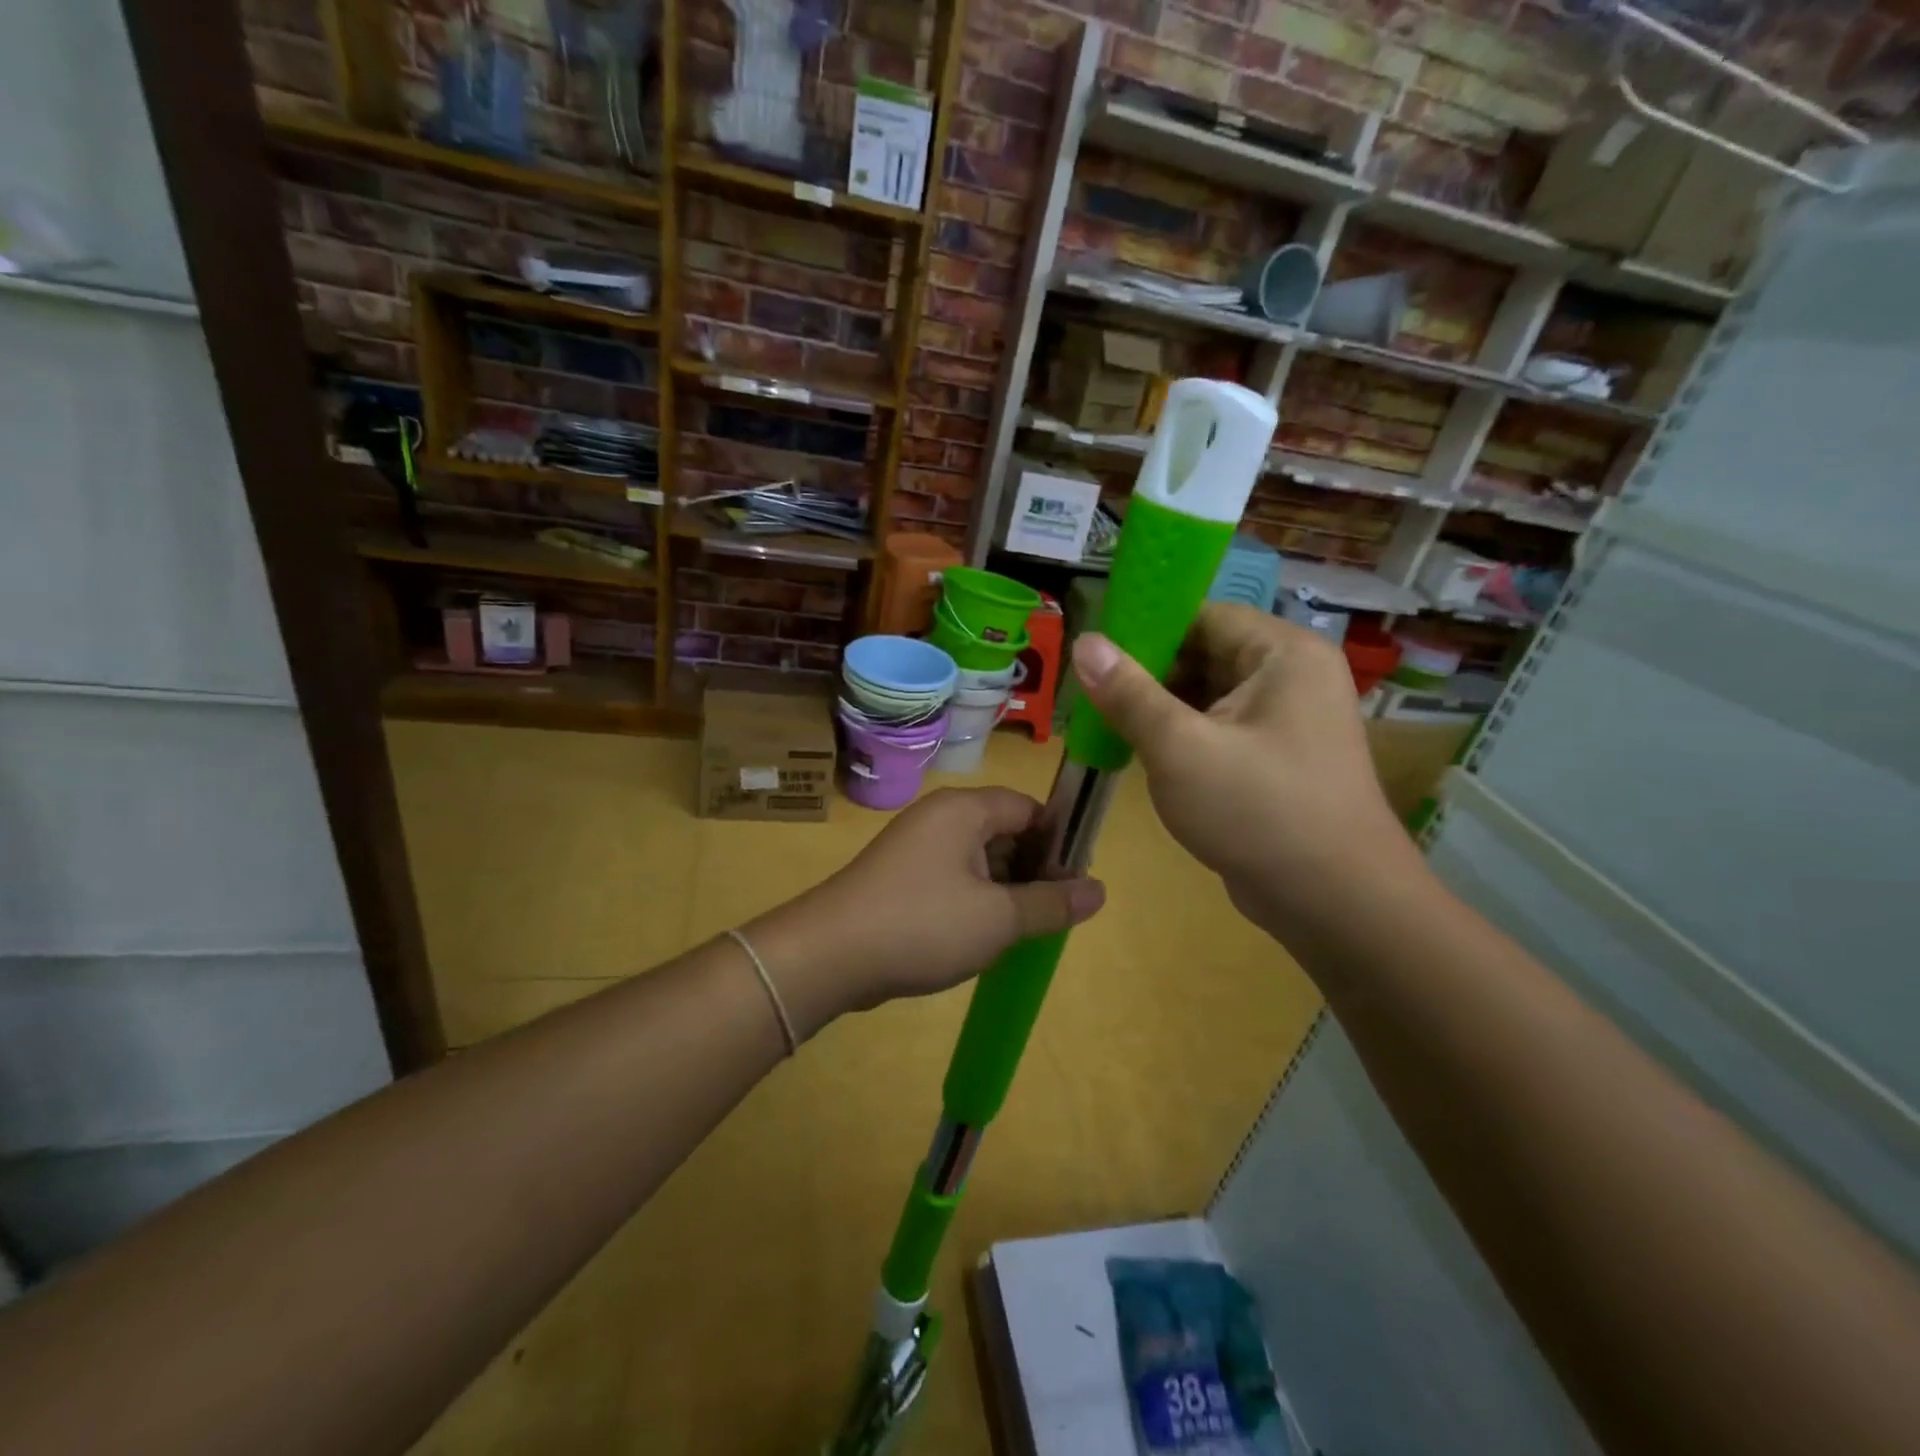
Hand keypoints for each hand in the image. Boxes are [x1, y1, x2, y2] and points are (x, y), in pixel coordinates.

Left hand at [745, 788, 1104, 1035]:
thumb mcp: (998, 919)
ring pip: (976, 858)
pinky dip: (973, 899)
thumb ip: (1051, 903)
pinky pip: (950, 877)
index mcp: (964, 810)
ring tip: (1022, 929)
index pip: (1028, 808)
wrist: (829, 955)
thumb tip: (1099, 891)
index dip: (1057, 842)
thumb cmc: (923, 925)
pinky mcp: (899, 876)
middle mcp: (939, 818)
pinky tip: (982, 936)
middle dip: (1031, 868)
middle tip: (1052, 912)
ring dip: (1003, 889)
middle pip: (1003, 830)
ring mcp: (914, 846)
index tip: (1074, 883)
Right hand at [1071, 604, 1421, 939]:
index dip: (1147, 630)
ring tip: (1105, 724)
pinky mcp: (1277, 758)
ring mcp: (1288, 720)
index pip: (1203, 616)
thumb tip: (1084, 642)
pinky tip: (1141, 753)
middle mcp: (1292, 676)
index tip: (1094, 655)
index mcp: (1283, 654)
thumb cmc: (1258, 812)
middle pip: (1204, 654)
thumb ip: (1129, 693)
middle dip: (1148, 675)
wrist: (1334, 903)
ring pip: (1208, 696)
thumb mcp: (1180, 748)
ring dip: (1160, 710)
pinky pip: (1219, 730)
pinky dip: (1181, 737)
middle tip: (1091, 697)